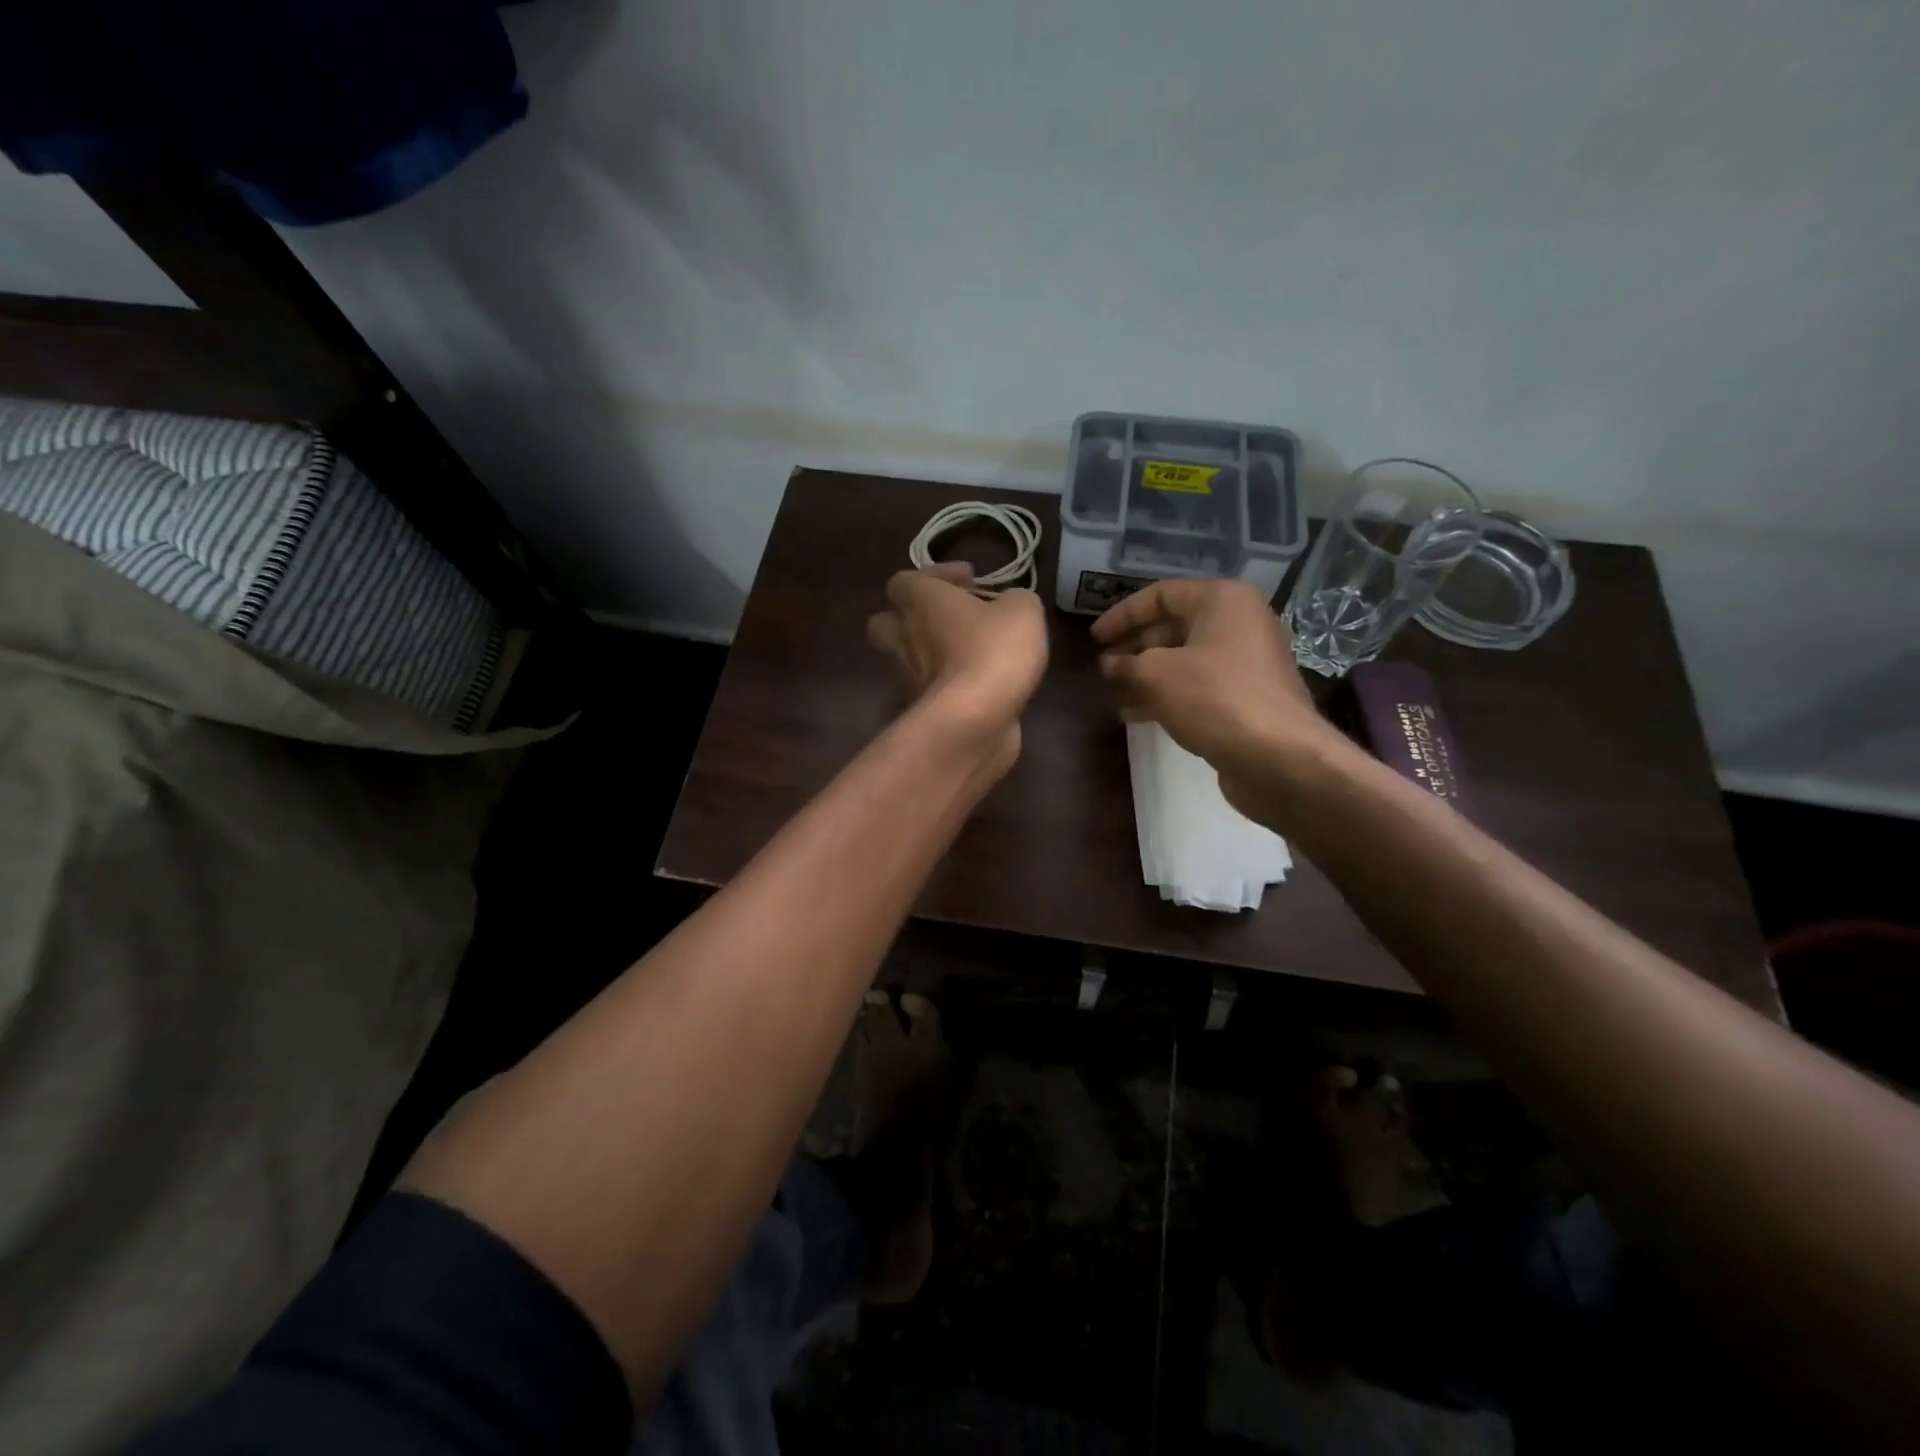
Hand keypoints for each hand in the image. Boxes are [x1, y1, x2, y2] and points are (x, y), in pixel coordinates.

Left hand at [868, 563, 1048, 763]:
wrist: (974, 720)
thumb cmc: (992, 651)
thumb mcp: (1022, 610)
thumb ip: (1014, 600)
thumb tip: (1009, 606)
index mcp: (919, 602)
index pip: (905, 580)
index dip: (936, 575)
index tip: (970, 579)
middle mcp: (902, 638)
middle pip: (888, 621)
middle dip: (914, 617)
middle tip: (951, 618)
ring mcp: (906, 678)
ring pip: (906, 658)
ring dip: (932, 653)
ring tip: (972, 653)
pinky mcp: (921, 711)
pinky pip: (928, 689)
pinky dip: (947, 685)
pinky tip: (980, 686)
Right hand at [1092, 579, 1337, 800]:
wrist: (1279, 757)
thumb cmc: (1215, 698)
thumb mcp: (1156, 675)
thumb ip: (1126, 664)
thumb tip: (1109, 665)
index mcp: (1223, 600)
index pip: (1161, 594)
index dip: (1122, 615)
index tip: (1094, 639)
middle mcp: (1239, 623)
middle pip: (1173, 627)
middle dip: (1134, 648)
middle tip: (1103, 668)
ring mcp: (1247, 662)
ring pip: (1184, 660)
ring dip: (1146, 675)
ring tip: (1113, 693)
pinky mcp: (1246, 697)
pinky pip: (1198, 686)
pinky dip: (1167, 695)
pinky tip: (1137, 715)